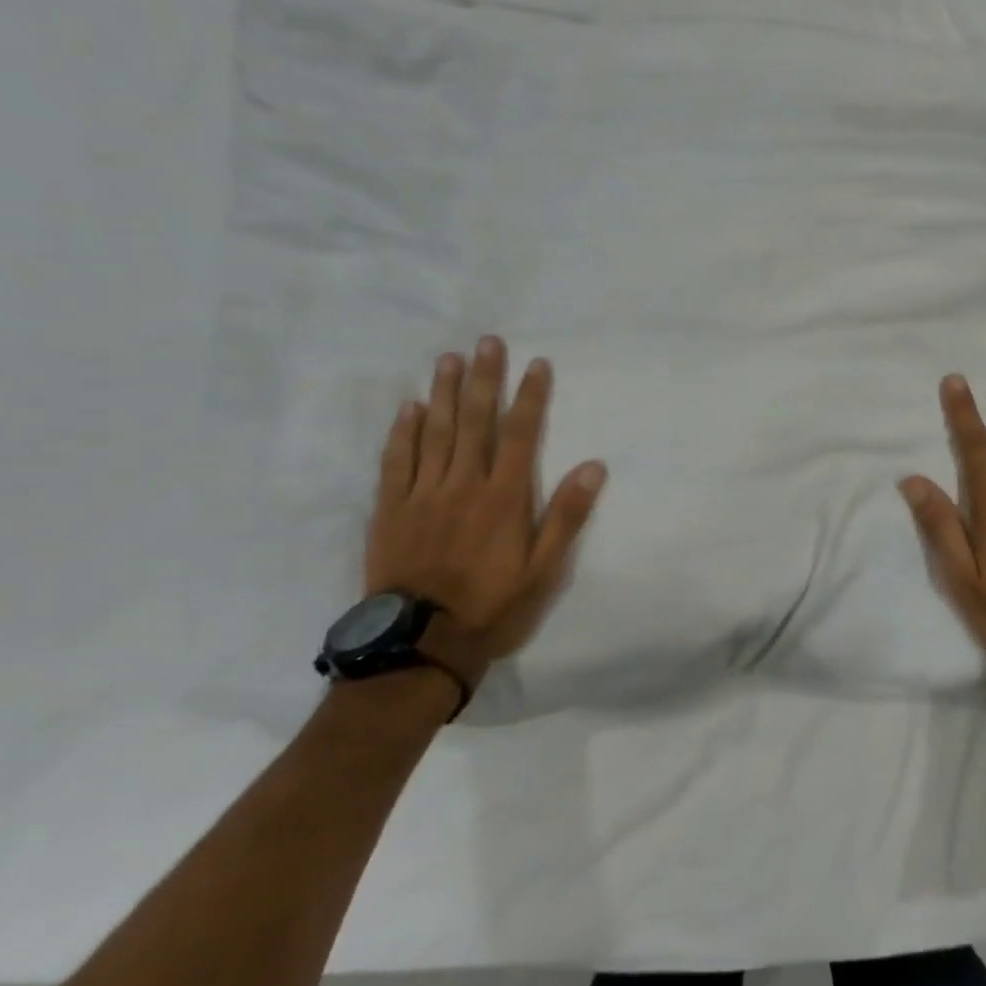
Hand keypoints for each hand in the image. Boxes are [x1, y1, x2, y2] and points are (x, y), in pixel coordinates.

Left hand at [366, 337, 605, 684]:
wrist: (421, 644)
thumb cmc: (492, 606)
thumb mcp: (544, 570)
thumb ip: (567, 516)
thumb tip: (594, 466)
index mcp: (504, 497)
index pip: (520, 434)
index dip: (530, 397)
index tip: (536, 364)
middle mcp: (463, 484)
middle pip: (476, 421)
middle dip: (485, 379)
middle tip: (488, 341)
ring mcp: (423, 494)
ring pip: (435, 432)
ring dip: (445, 392)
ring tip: (450, 358)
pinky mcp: (392, 509)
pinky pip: (397, 461)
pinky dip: (404, 431)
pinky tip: (410, 407)